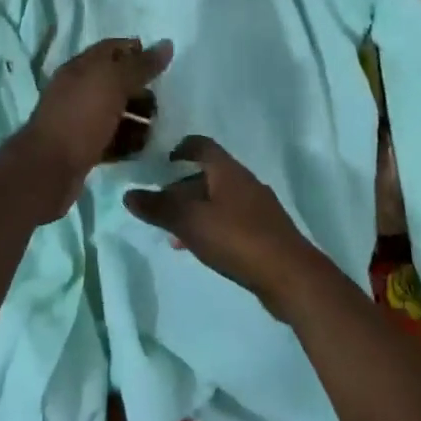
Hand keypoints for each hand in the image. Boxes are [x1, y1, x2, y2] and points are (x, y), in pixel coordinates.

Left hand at [20, 37, 173, 213]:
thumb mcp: (114, 84)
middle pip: (116, 82)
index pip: (112, 49)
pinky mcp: (83, 147)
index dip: (137, 51)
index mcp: (81, 67)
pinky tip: (144, 148)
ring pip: (115, 112)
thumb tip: (167, 44)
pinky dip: (127, 141)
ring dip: (138, 118)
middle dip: (141, 89)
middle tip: (164, 101)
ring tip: (158, 128)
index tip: (163, 64)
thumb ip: (141, 65)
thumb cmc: (81, 117)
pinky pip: (112, 138)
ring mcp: (79, 119)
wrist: (49, 168)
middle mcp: (78, 90)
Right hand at [124, 136, 318, 314]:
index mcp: (227, 171)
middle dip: (181, 188)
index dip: (180, 149)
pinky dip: (211, 225)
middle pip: (207, 174)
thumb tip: (129, 194)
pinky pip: (231, 219)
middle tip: (160, 206)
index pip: (201, 146)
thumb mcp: (190, 223)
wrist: (291, 275)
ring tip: (174, 233)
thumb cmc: (237, 239)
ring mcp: (258, 206)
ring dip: (195, 210)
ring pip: (218, 199)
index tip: (161, 163)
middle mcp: (244, 181)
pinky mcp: (265, 231)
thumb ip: (159, 208)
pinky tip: (201, 248)